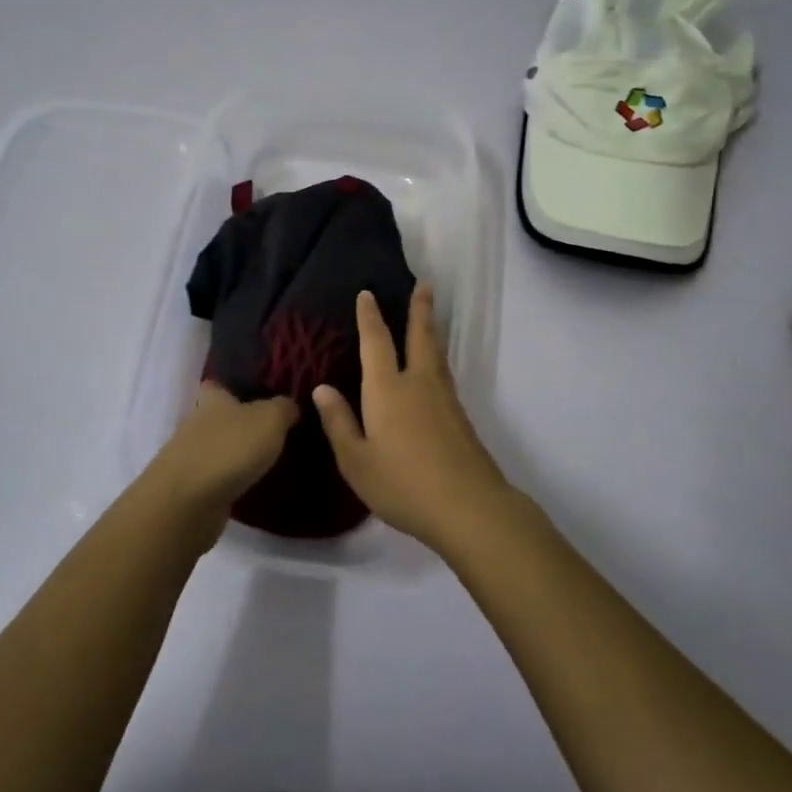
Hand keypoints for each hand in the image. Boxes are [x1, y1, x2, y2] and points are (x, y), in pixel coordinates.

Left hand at [142, 384, 298, 548]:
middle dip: (236, 424)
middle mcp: (195, 424)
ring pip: (214, 449)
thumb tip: (289, 406)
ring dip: (232, 455)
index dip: (231, 388)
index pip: (215, 385)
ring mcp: (188, 458)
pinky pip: (213, 478)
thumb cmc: (230, 448)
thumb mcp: (269, 420)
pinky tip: (249, 487)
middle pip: (215, 418)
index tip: (253, 395)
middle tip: (269, 433)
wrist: (188, 502)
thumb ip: (283, 408)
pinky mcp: (189, 489)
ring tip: (264, 462)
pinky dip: (228, 481)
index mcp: (212, 400)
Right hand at [314, 284, 511, 552]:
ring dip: (431, 330)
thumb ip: (339, 423)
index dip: (370, 317)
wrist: (469, 507)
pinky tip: (434, 369)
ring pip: (436, 353)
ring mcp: (444, 399)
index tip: (368, 293)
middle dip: (419, 309)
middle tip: (424, 284)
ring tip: (429, 316)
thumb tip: (321, 388)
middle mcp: (418, 384)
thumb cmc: (403, 484)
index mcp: (387, 390)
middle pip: (419, 337)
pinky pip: (444, 373)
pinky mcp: (460, 418)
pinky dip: (437, 357)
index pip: (376, 343)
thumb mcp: (357, 461)